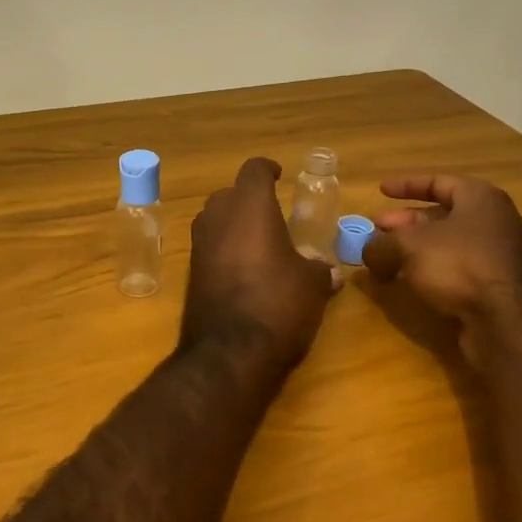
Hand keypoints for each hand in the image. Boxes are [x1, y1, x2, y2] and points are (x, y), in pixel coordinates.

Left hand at [184, 157, 337, 366]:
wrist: (230, 352)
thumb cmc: (279, 303)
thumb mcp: (312, 285)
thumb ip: (320, 269)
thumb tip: (331, 272)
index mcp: (250, 207)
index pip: (254, 170)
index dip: (268, 170)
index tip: (279, 175)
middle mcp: (218, 217)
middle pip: (229, 194)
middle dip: (248, 199)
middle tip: (272, 214)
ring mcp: (199, 245)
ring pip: (214, 219)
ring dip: (233, 224)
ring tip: (259, 241)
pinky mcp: (190, 273)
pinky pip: (208, 247)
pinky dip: (224, 249)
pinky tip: (244, 270)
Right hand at [361, 175, 521, 321]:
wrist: (508, 321)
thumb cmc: (460, 265)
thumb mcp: (408, 246)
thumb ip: (381, 245)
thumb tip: (367, 253)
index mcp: (480, 199)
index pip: (439, 182)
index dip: (407, 185)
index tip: (381, 191)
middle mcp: (494, 222)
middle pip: (442, 215)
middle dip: (405, 222)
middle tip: (377, 229)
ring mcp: (497, 256)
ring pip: (447, 245)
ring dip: (414, 249)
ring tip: (385, 259)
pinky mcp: (495, 287)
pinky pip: (456, 269)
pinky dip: (430, 270)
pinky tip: (409, 282)